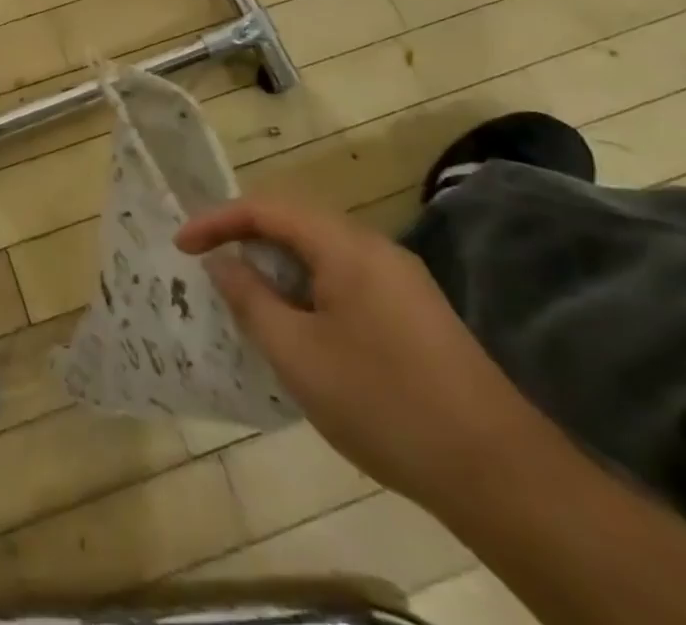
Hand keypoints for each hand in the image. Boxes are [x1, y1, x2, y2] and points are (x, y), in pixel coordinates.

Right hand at [175, 195, 537, 509]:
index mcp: (346, 246)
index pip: (267, 208)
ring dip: (279, 267)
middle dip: (247, 239)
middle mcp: (375, 248)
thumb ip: (250, 299)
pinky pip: (346, 280)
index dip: (218, 221)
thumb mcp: (298, 354)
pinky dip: (309, 290)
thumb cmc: (384, 403)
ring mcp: (402, 281)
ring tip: (249, 299)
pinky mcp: (416, 313)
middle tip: (211, 267)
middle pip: (296, 222)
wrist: (503, 477)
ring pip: (322, 253)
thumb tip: (222, 263)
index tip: (182, 246)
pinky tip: (301, 330)